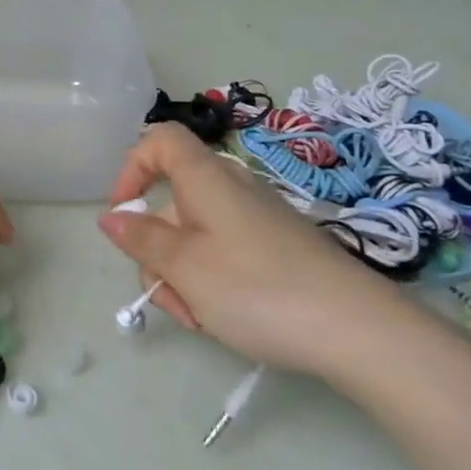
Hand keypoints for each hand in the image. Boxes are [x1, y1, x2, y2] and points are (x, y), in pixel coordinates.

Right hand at [98, 123, 419, 375]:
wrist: (359, 329)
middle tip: (168, 299)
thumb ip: (142, 240)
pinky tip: (226, 318)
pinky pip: (226, 250)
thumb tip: (111, 216)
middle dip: (156, 249)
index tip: (122, 214)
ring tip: (199, 319)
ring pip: (196, 233)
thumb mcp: (185, 268)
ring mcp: (258, 217)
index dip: (131, 167)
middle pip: (172, 200)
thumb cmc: (257, 288)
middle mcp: (231, 186)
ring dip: (182, 273)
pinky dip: (213, 279)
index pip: (158, 140)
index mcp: (205, 177)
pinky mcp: (278, 246)